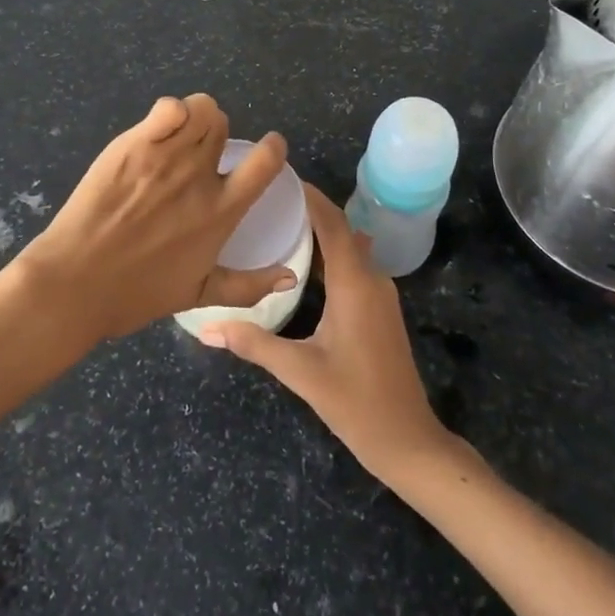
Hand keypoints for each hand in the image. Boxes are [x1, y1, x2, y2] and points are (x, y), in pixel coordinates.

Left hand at [14, 95, 292, 341]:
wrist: (76, 283)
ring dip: (193, 117)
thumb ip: (248, 285)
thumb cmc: (136, 293)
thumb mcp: (199, 295)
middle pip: (222, 126)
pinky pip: (169, 107)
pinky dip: (170, 111)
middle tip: (195, 152)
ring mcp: (166, 156)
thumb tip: (291, 278)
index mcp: (221, 211)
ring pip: (199, 109)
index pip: (265, 162)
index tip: (266, 149)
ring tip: (175, 136)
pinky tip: (159, 127)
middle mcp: (199, 176)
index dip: (271, 148)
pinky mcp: (134, 144)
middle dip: (214, 134)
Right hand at [199, 185, 456, 480]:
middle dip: (310, 209)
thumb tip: (206, 328)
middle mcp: (371, 279)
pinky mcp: (379, 309)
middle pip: (341, 229)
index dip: (309, 196)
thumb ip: (254, 344)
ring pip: (349, 247)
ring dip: (321, 231)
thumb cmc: (356, 402)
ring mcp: (380, 294)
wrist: (408, 440)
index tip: (280, 175)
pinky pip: (354, 265)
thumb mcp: (300, 372)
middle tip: (269, 198)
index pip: (332, 223)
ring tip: (281, 222)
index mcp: (355, 283)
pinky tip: (304, 263)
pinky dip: (330, 253)